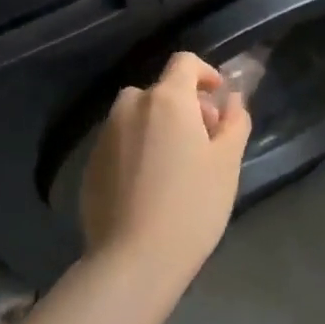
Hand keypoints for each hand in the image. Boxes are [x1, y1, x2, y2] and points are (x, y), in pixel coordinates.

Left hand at [81, 52, 251, 293]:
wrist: (134, 260)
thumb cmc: (192, 205)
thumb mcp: (227, 162)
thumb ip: (234, 121)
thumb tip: (232, 99)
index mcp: (166, 99)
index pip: (185, 63)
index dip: (206, 74)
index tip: (218, 100)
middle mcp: (130, 107)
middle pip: (160, 91)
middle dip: (184, 106)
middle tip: (204, 142)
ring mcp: (105, 136)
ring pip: (136, 117)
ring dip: (157, 126)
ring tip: (175, 165)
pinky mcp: (90, 166)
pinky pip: (119, 143)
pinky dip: (136, 150)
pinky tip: (149, 187)